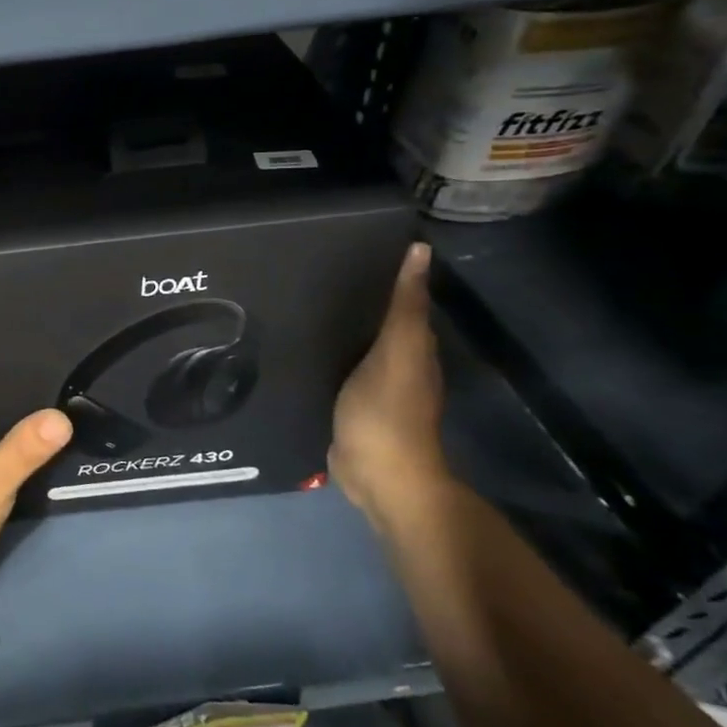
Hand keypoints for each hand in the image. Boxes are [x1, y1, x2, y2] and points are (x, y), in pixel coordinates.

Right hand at [330, 242, 450, 521]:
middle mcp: (401, 365)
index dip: (385, 276)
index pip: (403, 302)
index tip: (351, 250)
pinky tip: (307, 348)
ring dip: (342, 329)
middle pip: (381, 324)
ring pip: (360, 347)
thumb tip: (420, 251)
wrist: (377, 475)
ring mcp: (376, 389)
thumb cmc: (386, 411)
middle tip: (316, 273)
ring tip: (305, 304)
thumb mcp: (396, 351)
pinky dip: (330, 355)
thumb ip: (404, 306)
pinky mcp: (351, 406)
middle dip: (358, 301)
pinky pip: (341, 370)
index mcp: (415, 349)